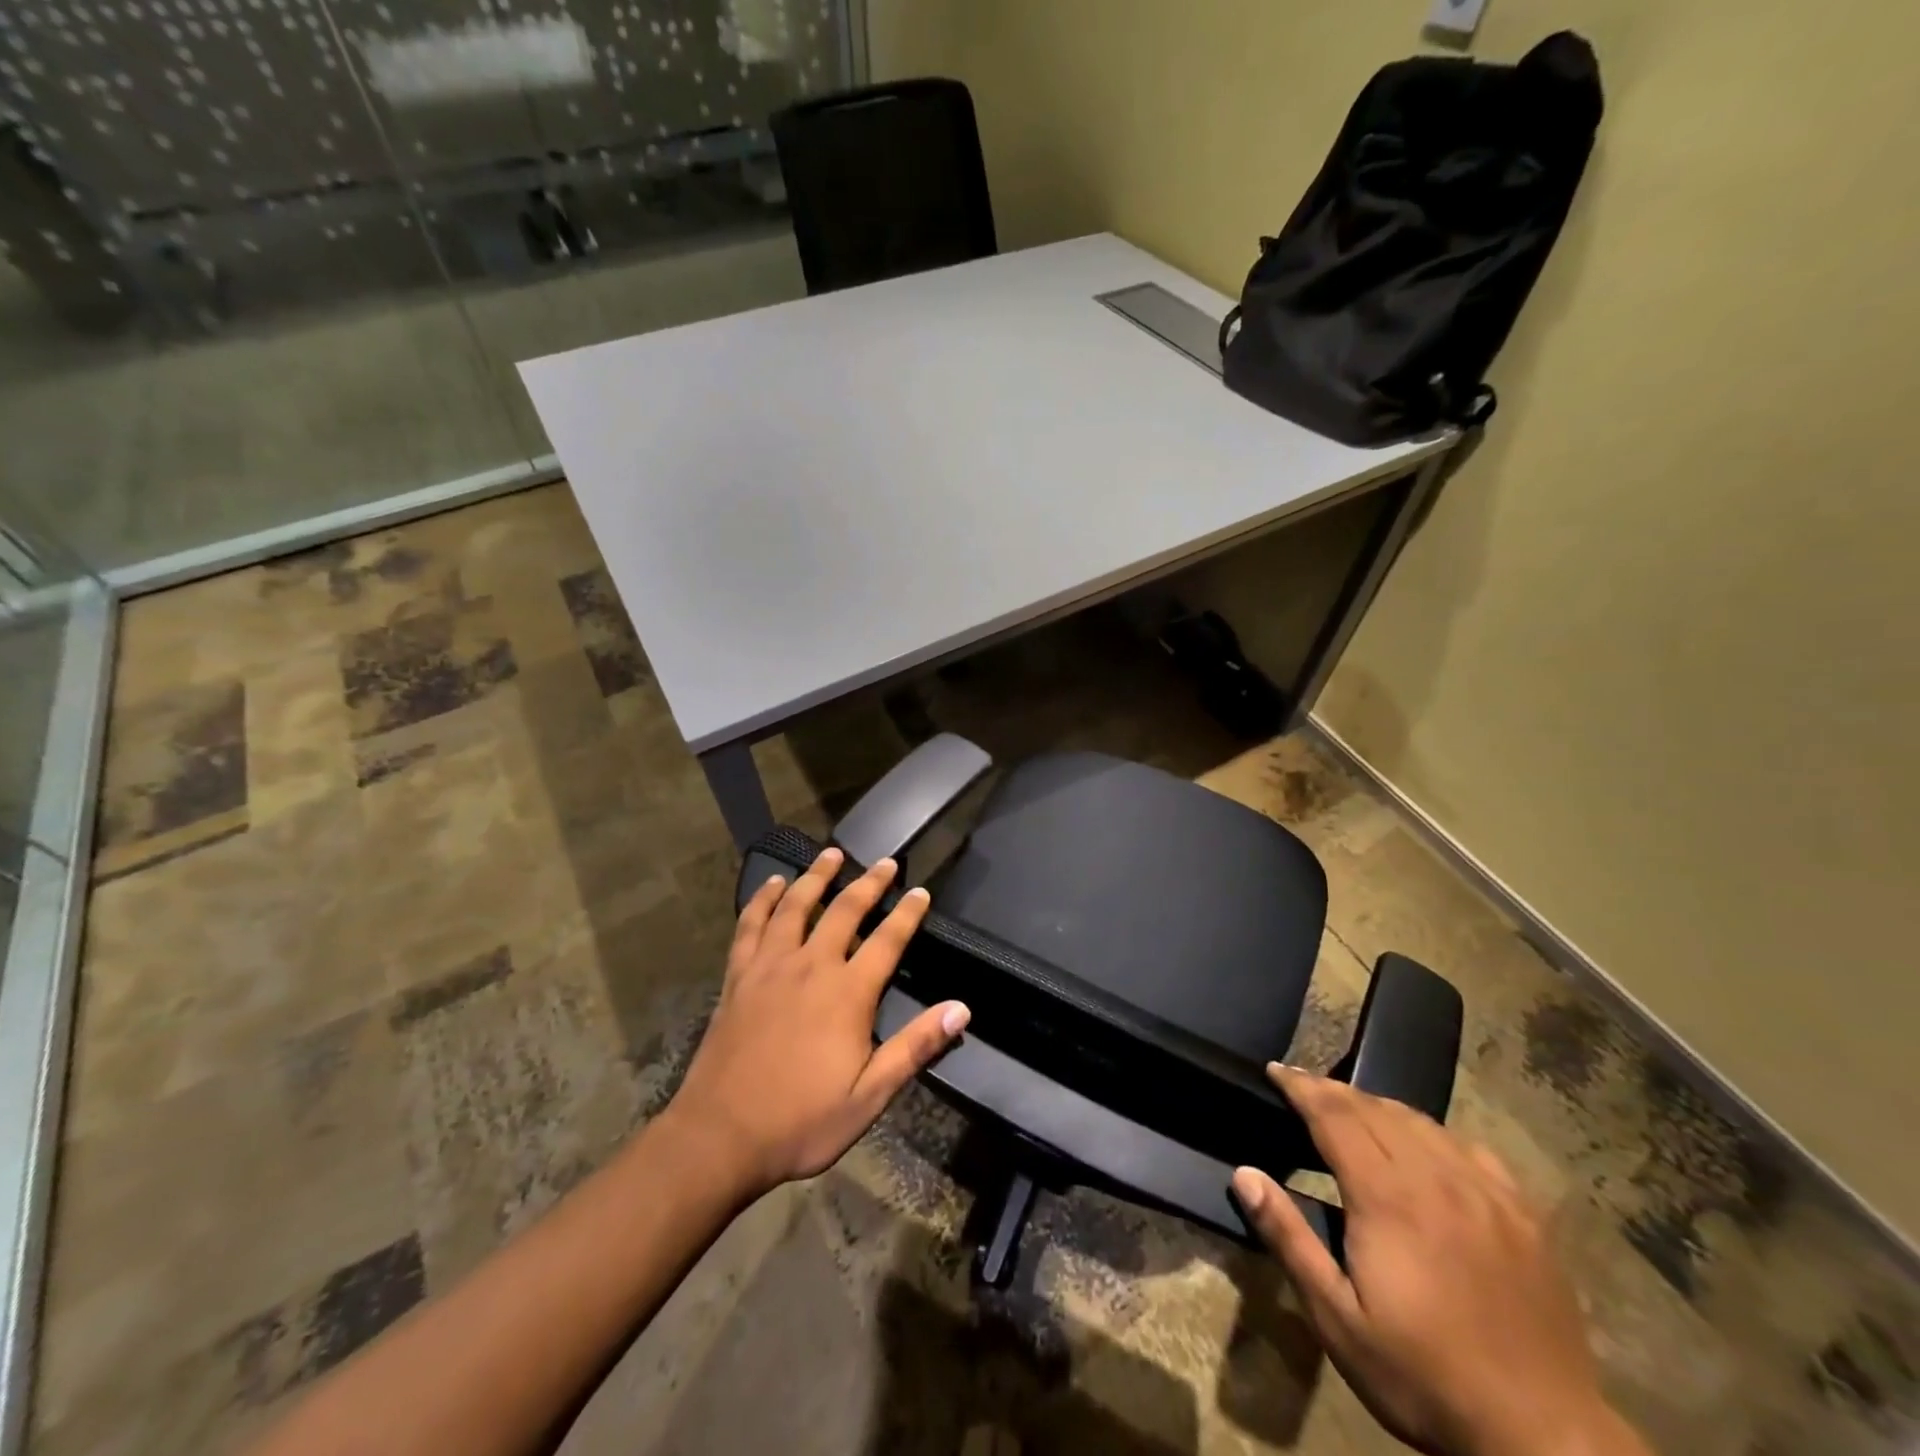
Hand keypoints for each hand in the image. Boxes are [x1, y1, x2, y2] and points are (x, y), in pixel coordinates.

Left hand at [665, 847, 969, 1197]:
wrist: (719, 1137)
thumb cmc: (800, 1121)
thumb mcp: (869, 1096)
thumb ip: (915, 1048)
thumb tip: (961, 1010)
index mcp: (847, 994)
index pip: (887, 940)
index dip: (907, 913)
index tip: (920, 890)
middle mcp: (810, 967)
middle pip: (844, 910)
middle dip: (869, 883)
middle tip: (885, 862)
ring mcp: (769, 967)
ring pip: (796, 906)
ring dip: (816, 876)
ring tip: (832, 854)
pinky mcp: (738, 976)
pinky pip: (751, 925)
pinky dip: (763, 900)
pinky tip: (773, 885)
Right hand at [1231, 1068, 1648, 1455]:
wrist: (1544, 1441)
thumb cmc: (1424, 1378)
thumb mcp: (1338, 1320)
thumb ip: (1289, 1239)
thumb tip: (1245, 1175)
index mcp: (1387, 1197)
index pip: (1334, 1115)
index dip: (1301, 1087)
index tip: (1275, 1070)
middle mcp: (1436, 1177)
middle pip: (1374, 1109)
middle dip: (1332, 1090)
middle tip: (1302, 1085)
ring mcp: (1485, 1193)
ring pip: (1420, 1121)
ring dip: (1377, 1105)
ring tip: (1351, 1108)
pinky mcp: (1522, 1215)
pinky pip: (1468, 1147)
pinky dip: (1431, 1132)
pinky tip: (1425, 1146)